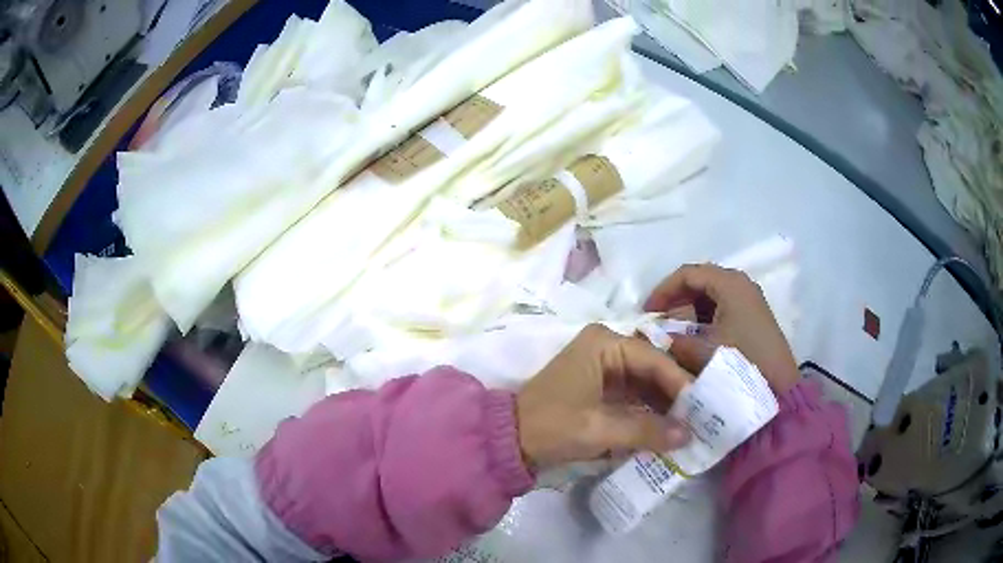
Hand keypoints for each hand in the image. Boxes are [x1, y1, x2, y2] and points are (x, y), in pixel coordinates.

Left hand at [515, 324, 692, 471]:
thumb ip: (647, 431)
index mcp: (604, 344)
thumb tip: (688, 435)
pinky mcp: (600, 388)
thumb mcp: (600, 429)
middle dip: (675, 394)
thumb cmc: (552, 426)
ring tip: (690, 424)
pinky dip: (648, 412)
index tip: (703, 405)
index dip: (680, 383)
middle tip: (702, 415)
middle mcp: (606, 348)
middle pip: (652, 369)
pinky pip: (633, 396)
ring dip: (664, 405)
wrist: (509, 440)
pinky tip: (666, 428)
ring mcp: (603, 368)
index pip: (654, 359)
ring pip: (645, 383)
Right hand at [644, 263, 799, 394]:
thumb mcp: (702, 352)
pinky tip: (697, 338)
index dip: (663, 290)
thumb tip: (655, 336)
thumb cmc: (740, 363)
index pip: (688, 273)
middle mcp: (741, 283)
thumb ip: (674, 340)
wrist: (777, 389)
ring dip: (690, 309)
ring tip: (675, 332)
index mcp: (730, 283)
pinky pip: (723, 306)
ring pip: (711, 294)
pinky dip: (705, 318)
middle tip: (659, 321)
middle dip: (676, 299)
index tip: (647, 311)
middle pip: (701, 280)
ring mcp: (750, 299)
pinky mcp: (754, 315)